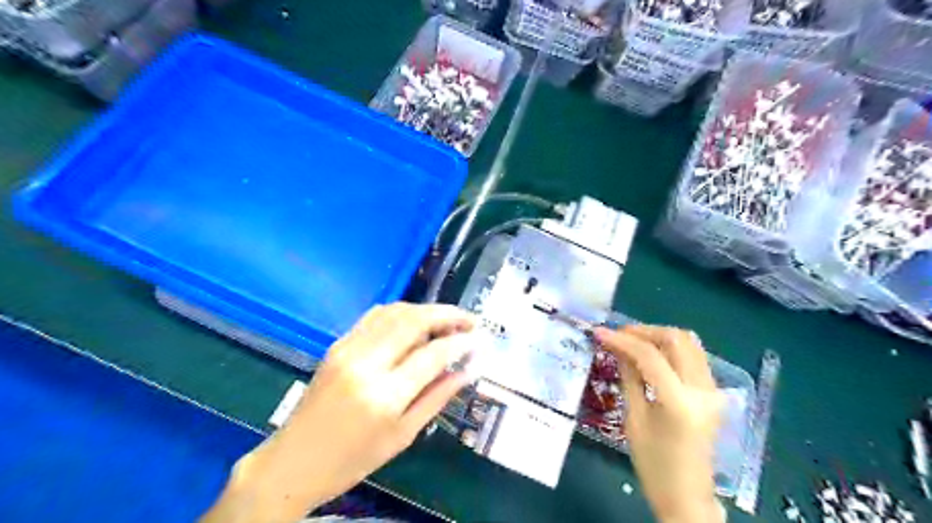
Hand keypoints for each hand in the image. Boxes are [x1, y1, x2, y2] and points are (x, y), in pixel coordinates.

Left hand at [205, 303, 478, 522]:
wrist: (294, 461)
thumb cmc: (353, 459)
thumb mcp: (403, 435)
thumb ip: (438, 397)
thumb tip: (468, 369)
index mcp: (385, 396)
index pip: (433, 355)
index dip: (461, 343)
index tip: (478, 340)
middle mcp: (366, 364)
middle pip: (414, 321)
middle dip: (447, 315)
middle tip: (468, 320)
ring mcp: (348, 349)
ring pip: (395, 312)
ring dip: (425, 310)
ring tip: (446, 321)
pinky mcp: (337, 344)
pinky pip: (375, 316)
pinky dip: (401, 312)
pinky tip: (414, 322)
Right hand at [592, 324, 722, 520]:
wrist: (687, 496)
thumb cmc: (653, 465)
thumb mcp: (634, 419)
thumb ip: (628, 377)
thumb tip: (616, 347)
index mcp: (679, 402)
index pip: (650, 356)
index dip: (623, 340)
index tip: (600, 333)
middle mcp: (703, 390)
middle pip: (677, 339)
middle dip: (644, 331)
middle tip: (618, 335)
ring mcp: (713, 390)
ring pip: (690, 343)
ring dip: (659, 336)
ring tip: (632, 341)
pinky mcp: (714, 393)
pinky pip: (694, 356)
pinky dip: (671, 348)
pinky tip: (650, 354)